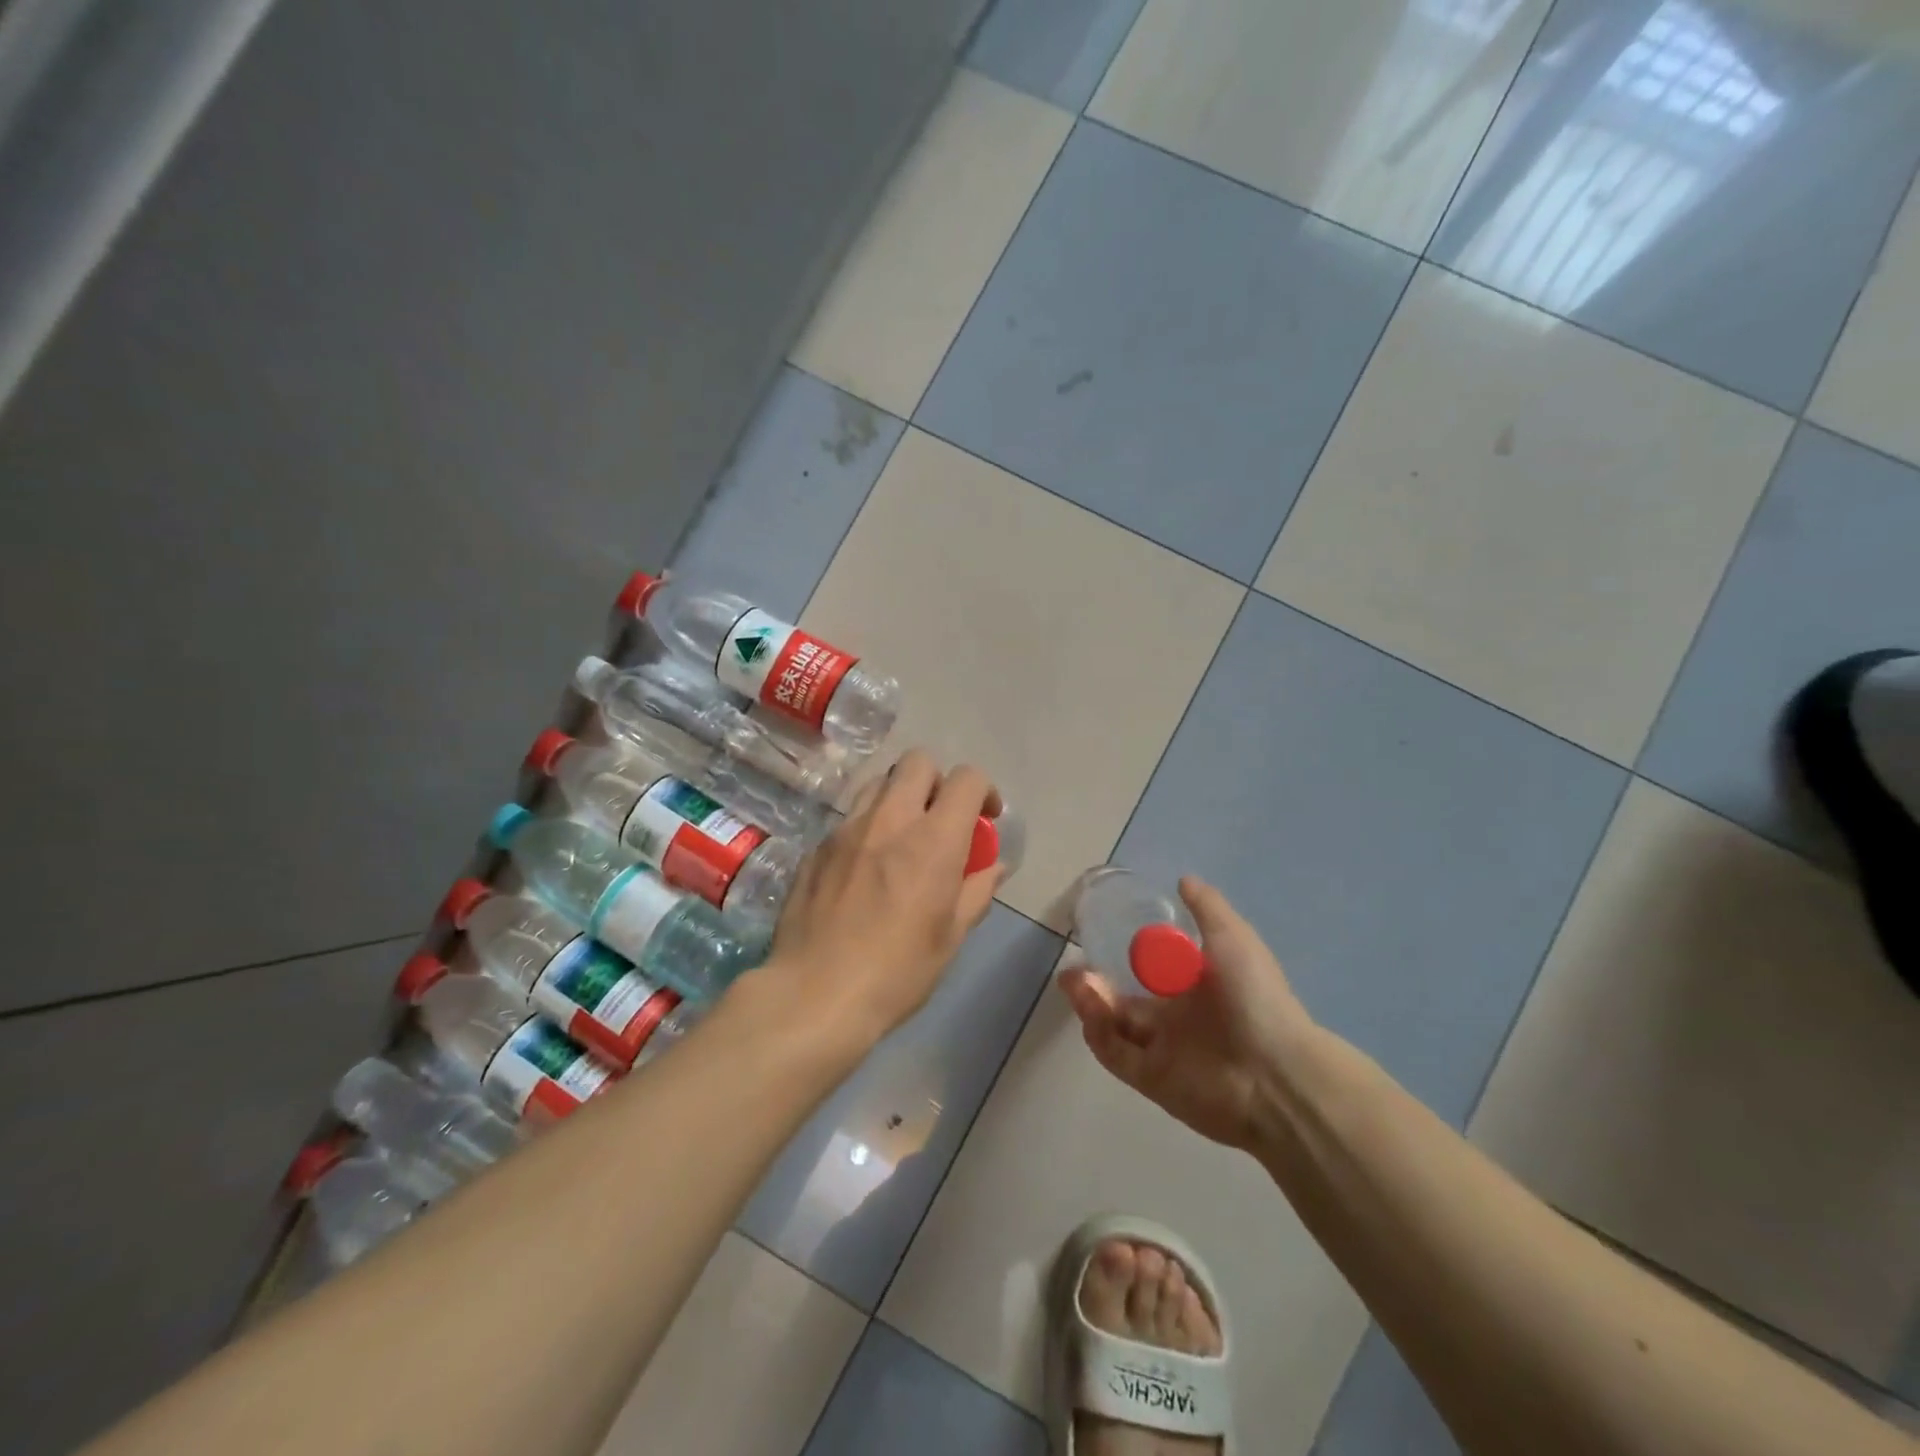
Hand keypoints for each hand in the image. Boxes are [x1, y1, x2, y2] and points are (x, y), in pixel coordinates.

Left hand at [759, 749, 1002, 1051]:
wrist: (815, 994)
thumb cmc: (897, 972)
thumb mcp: (951, 936)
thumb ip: (977, 890)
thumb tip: (994, 865)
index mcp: (933, 840)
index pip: (966, 779)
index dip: (983, 790)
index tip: (985, 818)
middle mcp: (889, 819)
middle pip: (918, 761)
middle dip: (937, 781)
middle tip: (940, 820)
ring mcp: (846, 829)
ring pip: (879, 782)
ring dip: (899, 797)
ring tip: (901, 838)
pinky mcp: (816, 846)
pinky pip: (849, 818)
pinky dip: (867, 828)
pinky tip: (864, 869)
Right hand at [1059, 878, 1313, 1151]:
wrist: (1275, 1073)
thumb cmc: (1254, 998)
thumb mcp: (1233, 938)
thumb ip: (1207, 908)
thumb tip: (1183, 880)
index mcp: (1198, 988)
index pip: (1153, 972)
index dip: (1126, 958)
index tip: (1100, 938)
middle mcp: (1179, 1019)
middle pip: (1126, 1002)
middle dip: (1096, 985)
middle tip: (1073, 971)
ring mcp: (1164, 1051)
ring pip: (1116, 1026)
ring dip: (1092, 1005)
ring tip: (1074, 983)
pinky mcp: (1152, 1080)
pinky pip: (1116, 1056)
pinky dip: (1099, 1035)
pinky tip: (1090, 1011)